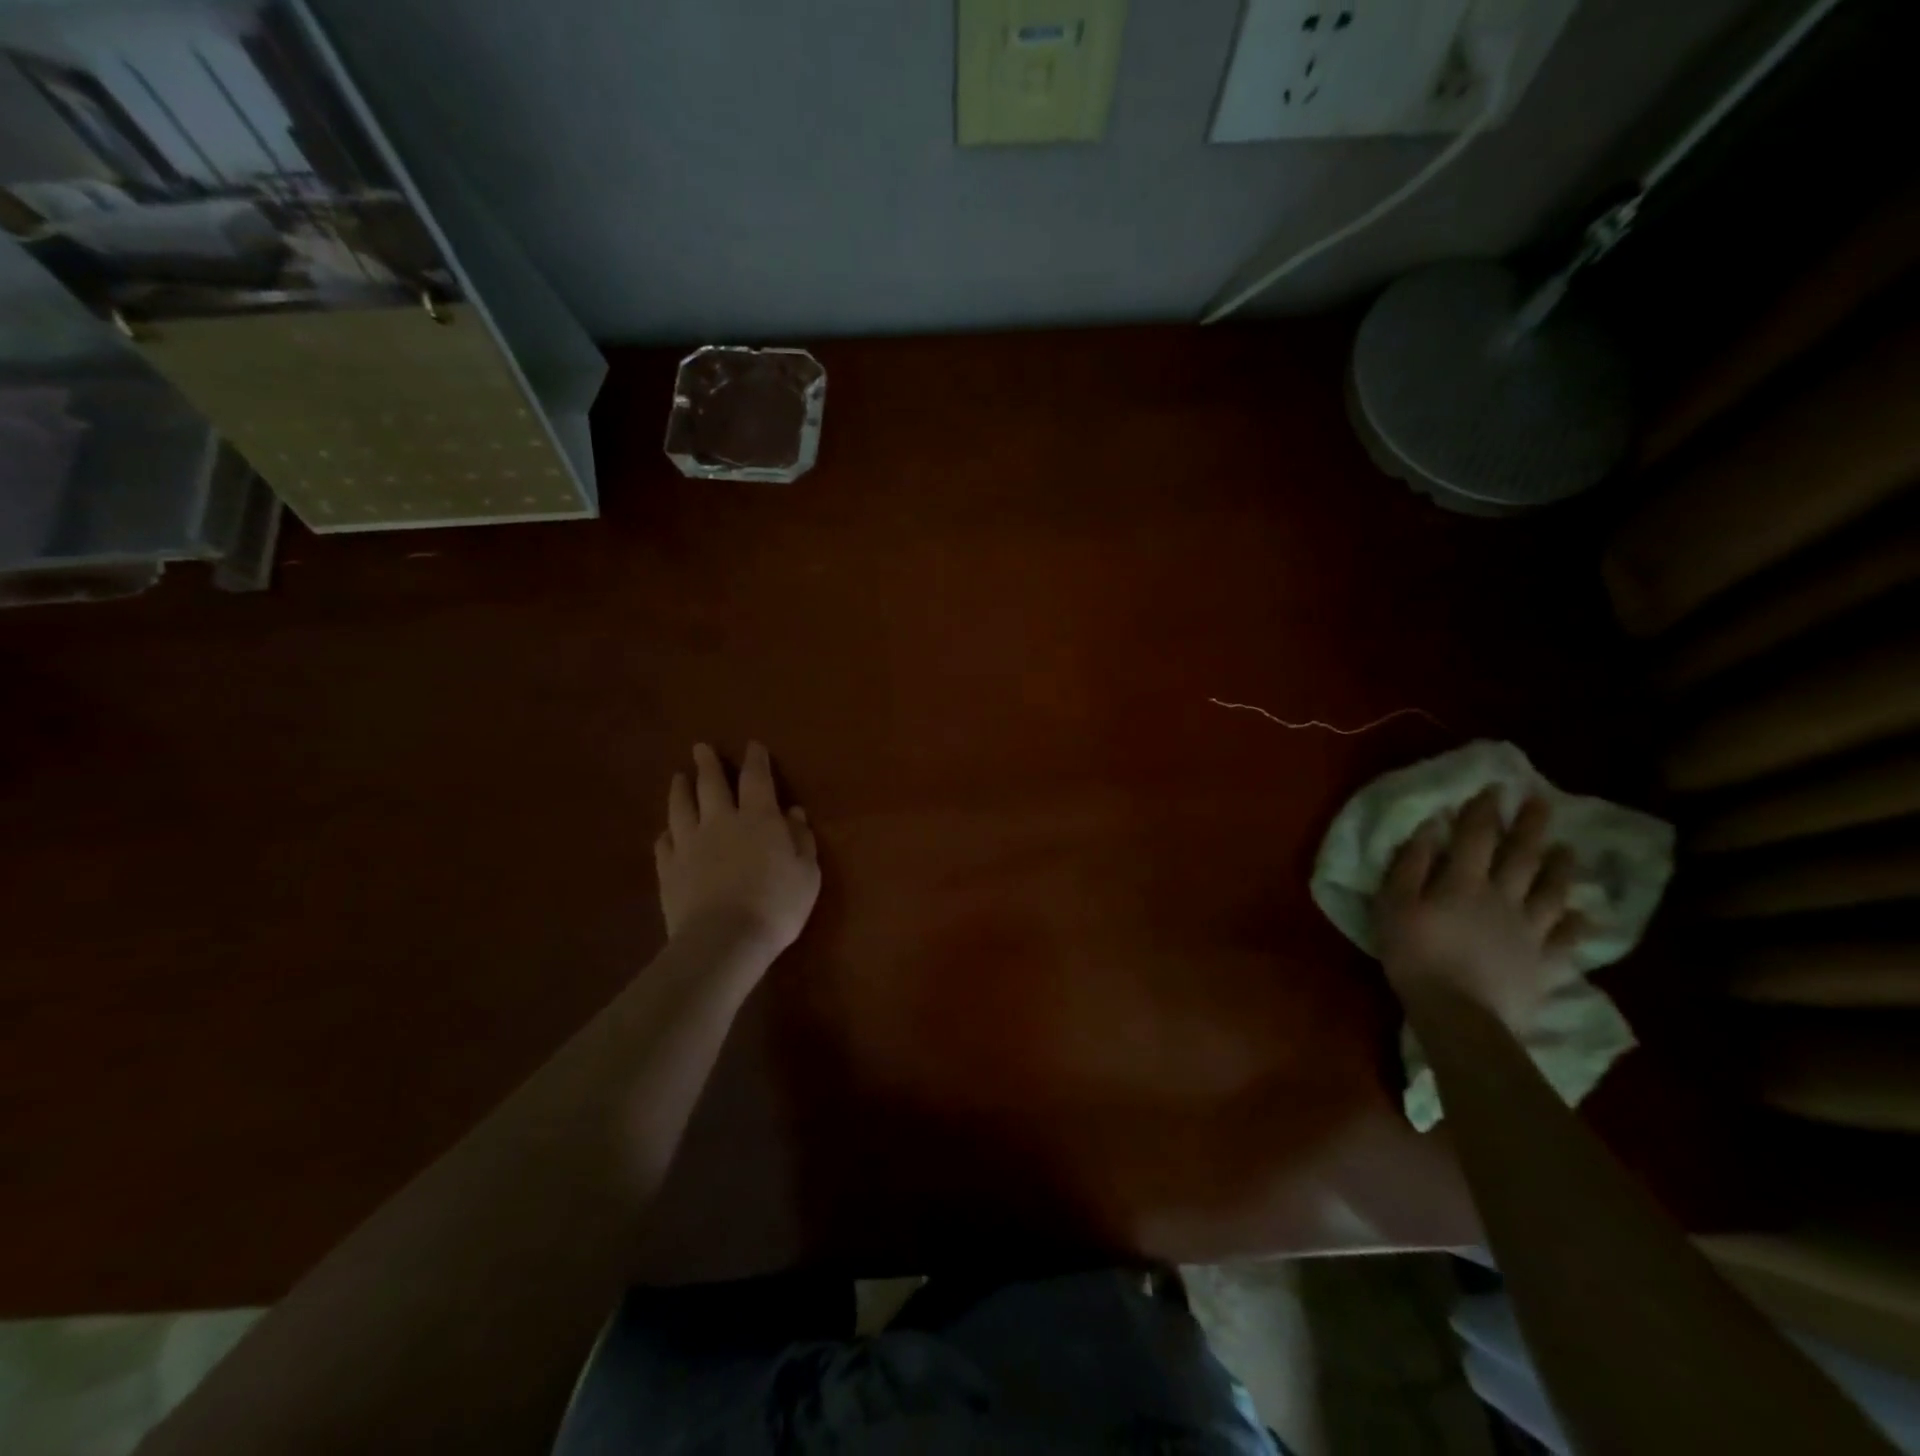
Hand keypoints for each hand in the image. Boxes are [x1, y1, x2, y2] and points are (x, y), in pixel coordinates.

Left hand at [655, 741, 819, 956]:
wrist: (724, 940)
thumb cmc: (777, 905)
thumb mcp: (807, 873)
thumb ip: (802, 840)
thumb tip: (793, 813)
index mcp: (759, 818)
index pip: (756, 779)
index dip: (756, 760)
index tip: (753, 746)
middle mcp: (721, 822)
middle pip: (711, 785)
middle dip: (708, 764)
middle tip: (701, 748)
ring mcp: (689, 845)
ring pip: (681, 807)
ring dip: (680, 789)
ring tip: (678, 777)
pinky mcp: (668, 870)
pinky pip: (663, 843)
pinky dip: (666, 832)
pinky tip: (667, 832)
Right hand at [1374, 789, 1585, 1031]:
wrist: (1459, 1014)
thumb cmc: (1415, 955)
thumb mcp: (1394, 905)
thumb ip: (1410, 865)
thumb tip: (1429, 827)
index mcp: (1463, 882)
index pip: (1477, 837)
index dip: (1485, 811)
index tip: (1496, 788)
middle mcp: (1503, 898)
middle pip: (1522, 857)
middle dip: (1531, 827)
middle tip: (1543, 803)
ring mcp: (1529, 931)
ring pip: (1551, 892)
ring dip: (1561, 868)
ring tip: (1568, 849)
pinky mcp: (1543, 963)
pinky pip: (1566, 940)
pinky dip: (1577, 925)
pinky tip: (1585, 917)